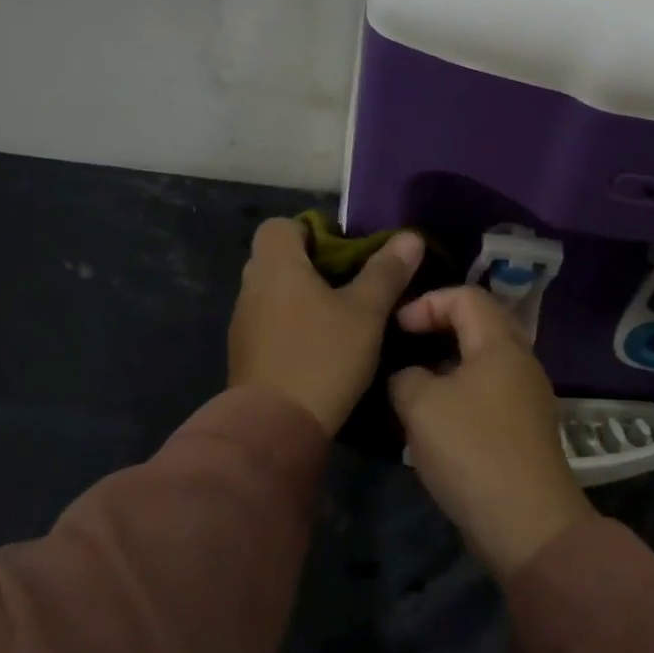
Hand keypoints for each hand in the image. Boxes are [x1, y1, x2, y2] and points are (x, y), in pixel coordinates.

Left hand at [228, 219, 424, 435]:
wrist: (274, 427)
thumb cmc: (322, 357)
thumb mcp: (366, 313)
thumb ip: (386, 272)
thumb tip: (409, 237)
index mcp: (276, 265)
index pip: (281, 225)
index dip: (313, 231)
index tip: (345, 253)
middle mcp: (252, 285)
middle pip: (280, 258)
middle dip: (314, 266)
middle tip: (352, 285)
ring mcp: (243, 321)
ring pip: (275, 292)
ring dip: (303, 298)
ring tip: (342, 318)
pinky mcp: (245, 353)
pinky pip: (270, 322)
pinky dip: (292, 325)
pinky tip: (322, 347)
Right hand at [388, 286, 592, 578]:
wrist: (528, 525)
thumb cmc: (472, 450)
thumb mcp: (421, 405)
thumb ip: (405, 377)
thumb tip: (408, 377)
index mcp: (501, 345)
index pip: (466, 296)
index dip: (427, 302)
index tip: (397, 328)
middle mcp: (521, 362)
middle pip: (479, 324)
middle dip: (438, 328)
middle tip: (406, 345)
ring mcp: (528, 397)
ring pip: (483, 361)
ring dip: (447, 364)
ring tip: (413, 384)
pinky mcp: (525, 428)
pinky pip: (489, 392)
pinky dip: (460, 392)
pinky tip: (435, 419)